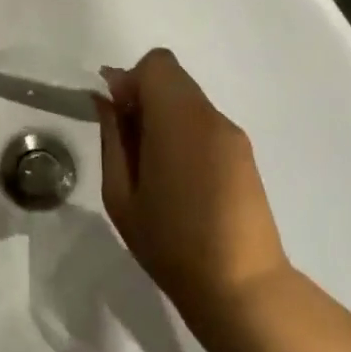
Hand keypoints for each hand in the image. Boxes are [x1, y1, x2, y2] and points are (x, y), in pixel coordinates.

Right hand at [94, 49, 289, 316]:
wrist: (240, 286)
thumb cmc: (170, 243)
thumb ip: (112, 137)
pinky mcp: (244, 154)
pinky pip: (203, 123)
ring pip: (187, 100)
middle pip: (172, 78)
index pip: (156, 64)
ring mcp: (232, 135)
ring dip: (162, 117)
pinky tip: (177, 180)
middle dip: (143, 98)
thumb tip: (106, 100)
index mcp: (179, 121)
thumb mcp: (120, 194)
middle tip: (128, 147)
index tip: (116, 118)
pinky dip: (182, 134)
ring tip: (151, 170)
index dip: (129, 81)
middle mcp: (211, 117)